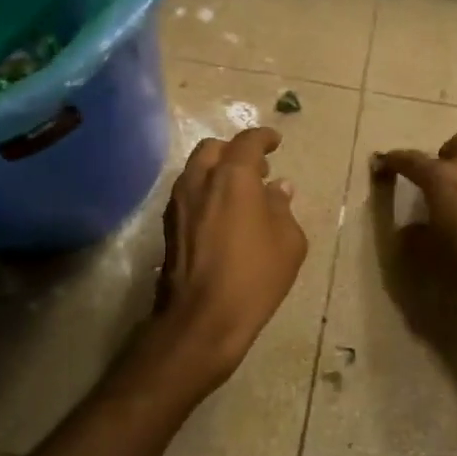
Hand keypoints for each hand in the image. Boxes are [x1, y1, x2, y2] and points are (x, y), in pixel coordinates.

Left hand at [153, 126, 307, 390]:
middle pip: (213, 149)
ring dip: (217, 171)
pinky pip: (188, 193)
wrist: (202, 318)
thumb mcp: (288, 241)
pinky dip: (205, 191)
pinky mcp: (168, 226)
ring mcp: (178, 202)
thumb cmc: (255, 276)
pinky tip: (221, 214)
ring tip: (240, 192)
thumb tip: (278, 188)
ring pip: (195, 169)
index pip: (247, 141)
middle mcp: (200, 180)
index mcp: (233, 176)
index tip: (276, 141)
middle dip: (235, 151)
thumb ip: (282, 207)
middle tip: (257, 168)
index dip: (264, 137)